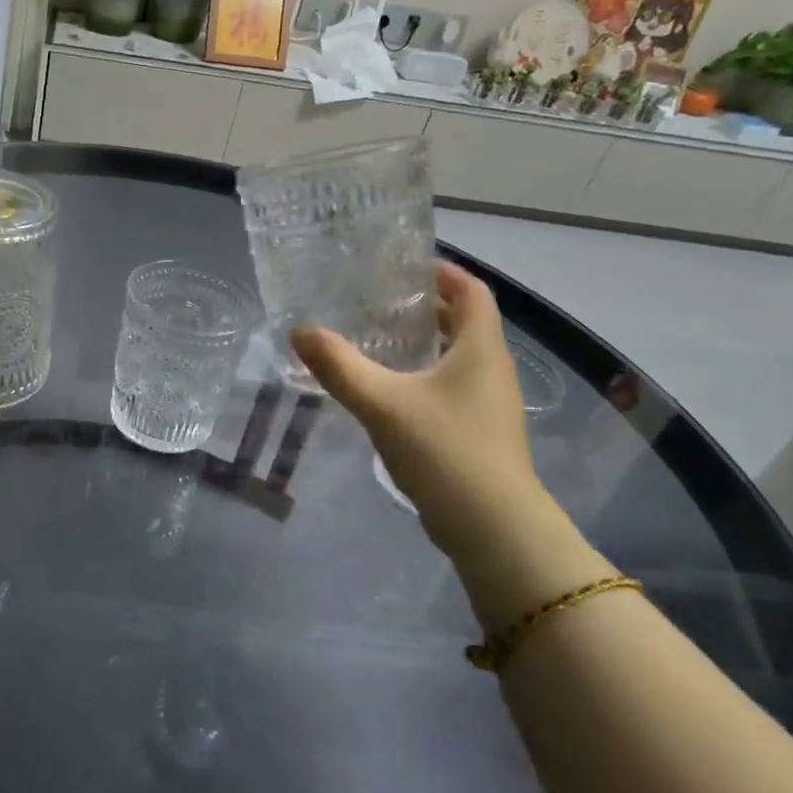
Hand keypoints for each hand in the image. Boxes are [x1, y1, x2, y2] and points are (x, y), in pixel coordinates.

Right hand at [293, 263, 546, 562]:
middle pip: (464, 322)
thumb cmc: (444, 450)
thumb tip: (300, 331)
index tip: (405, 266)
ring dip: (424, 342)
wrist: (493, 527)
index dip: (444, 273)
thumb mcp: (382, 403)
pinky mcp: (478, 432)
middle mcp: (491, 369)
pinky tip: (388, 390)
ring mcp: (488, 404)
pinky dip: (423, 375)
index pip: (472, 291)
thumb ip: (339, 366)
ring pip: (457, 357)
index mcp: (480, 349)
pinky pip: (451, 387)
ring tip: (376, 339)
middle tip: (378, 301)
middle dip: (426, 307)